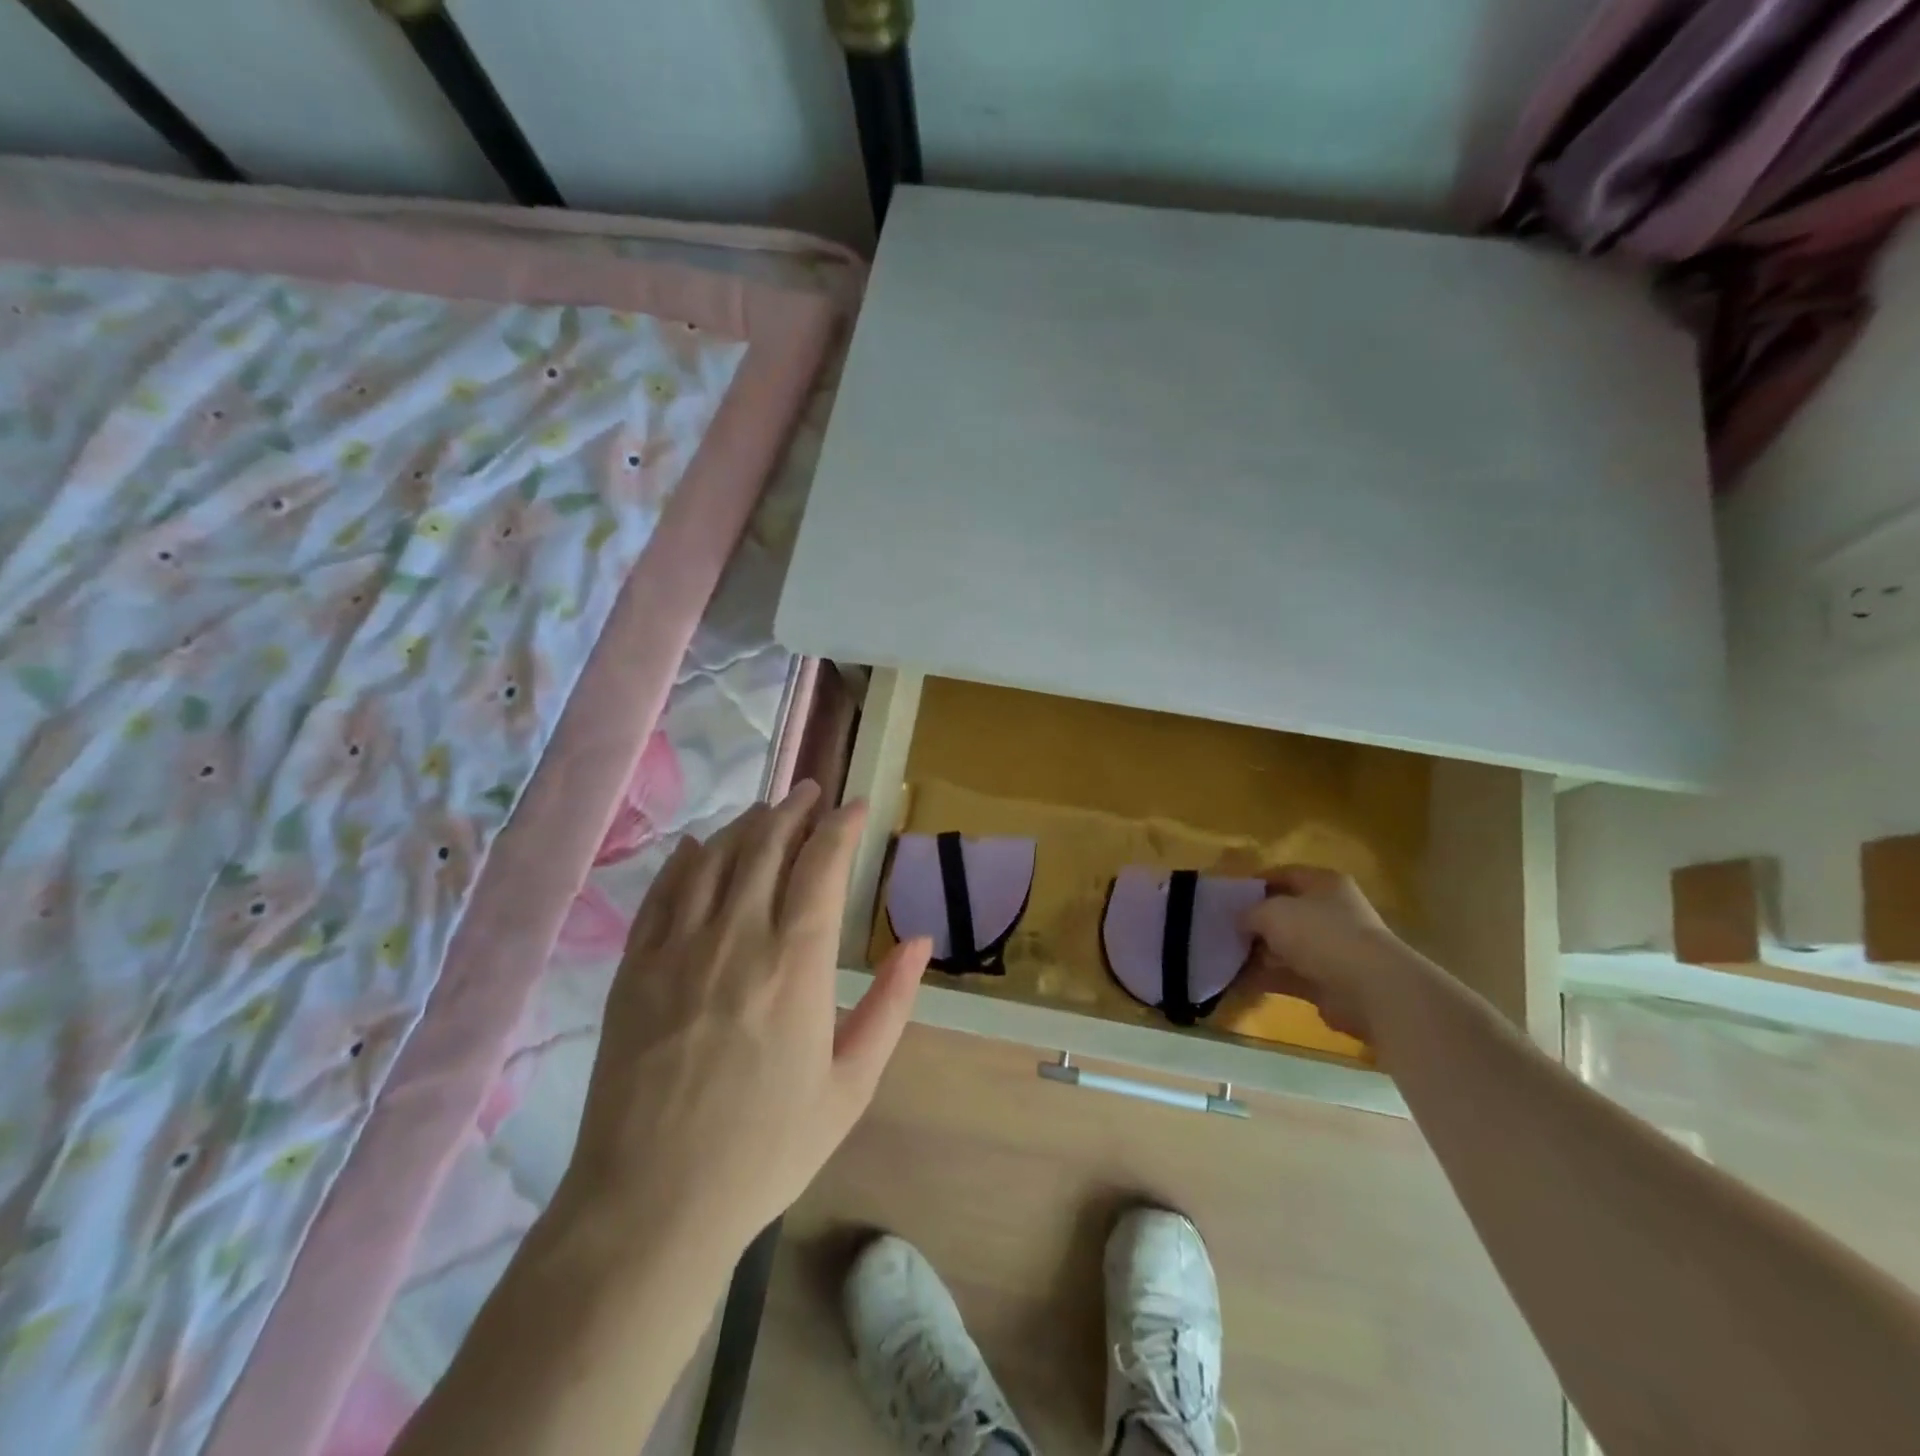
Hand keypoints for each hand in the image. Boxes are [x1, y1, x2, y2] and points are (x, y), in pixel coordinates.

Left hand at [559, 781, 930, 1259]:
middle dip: (793, 809)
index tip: (856, 806)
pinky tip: (698, 847)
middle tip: (811, 792)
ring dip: (745, 825)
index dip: (841, 826)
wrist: (651, 1204)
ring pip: (714, 859)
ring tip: (766, 810)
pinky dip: (685, 860)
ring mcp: (677, 949)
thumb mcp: (850, 1086)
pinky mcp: (633, 969)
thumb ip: (890, 1006)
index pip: (821, 865)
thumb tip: (918, 942)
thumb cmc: (765, 1149)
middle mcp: (736, 938)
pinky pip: (662, 893)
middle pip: (766, 846)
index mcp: (795, 964)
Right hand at [1239, 865, 1423, 1042]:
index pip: (1283, 874)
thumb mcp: (1272, 912)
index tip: (1226, 897)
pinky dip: (1266, 978)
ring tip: (1224, 958)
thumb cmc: (1319, 933)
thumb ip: (1249, 912)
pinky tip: (1237, 981)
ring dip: (1258, 953)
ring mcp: (1332, 948)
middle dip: (1254, 923)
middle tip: (1222, 930)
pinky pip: (1290, 975)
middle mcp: (1331, 912)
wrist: (1369, 988)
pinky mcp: (1330, 981)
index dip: (1254, 883)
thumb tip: (1240, 921)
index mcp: (1324, 883)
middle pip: (1284, 912)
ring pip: (1286, 946)